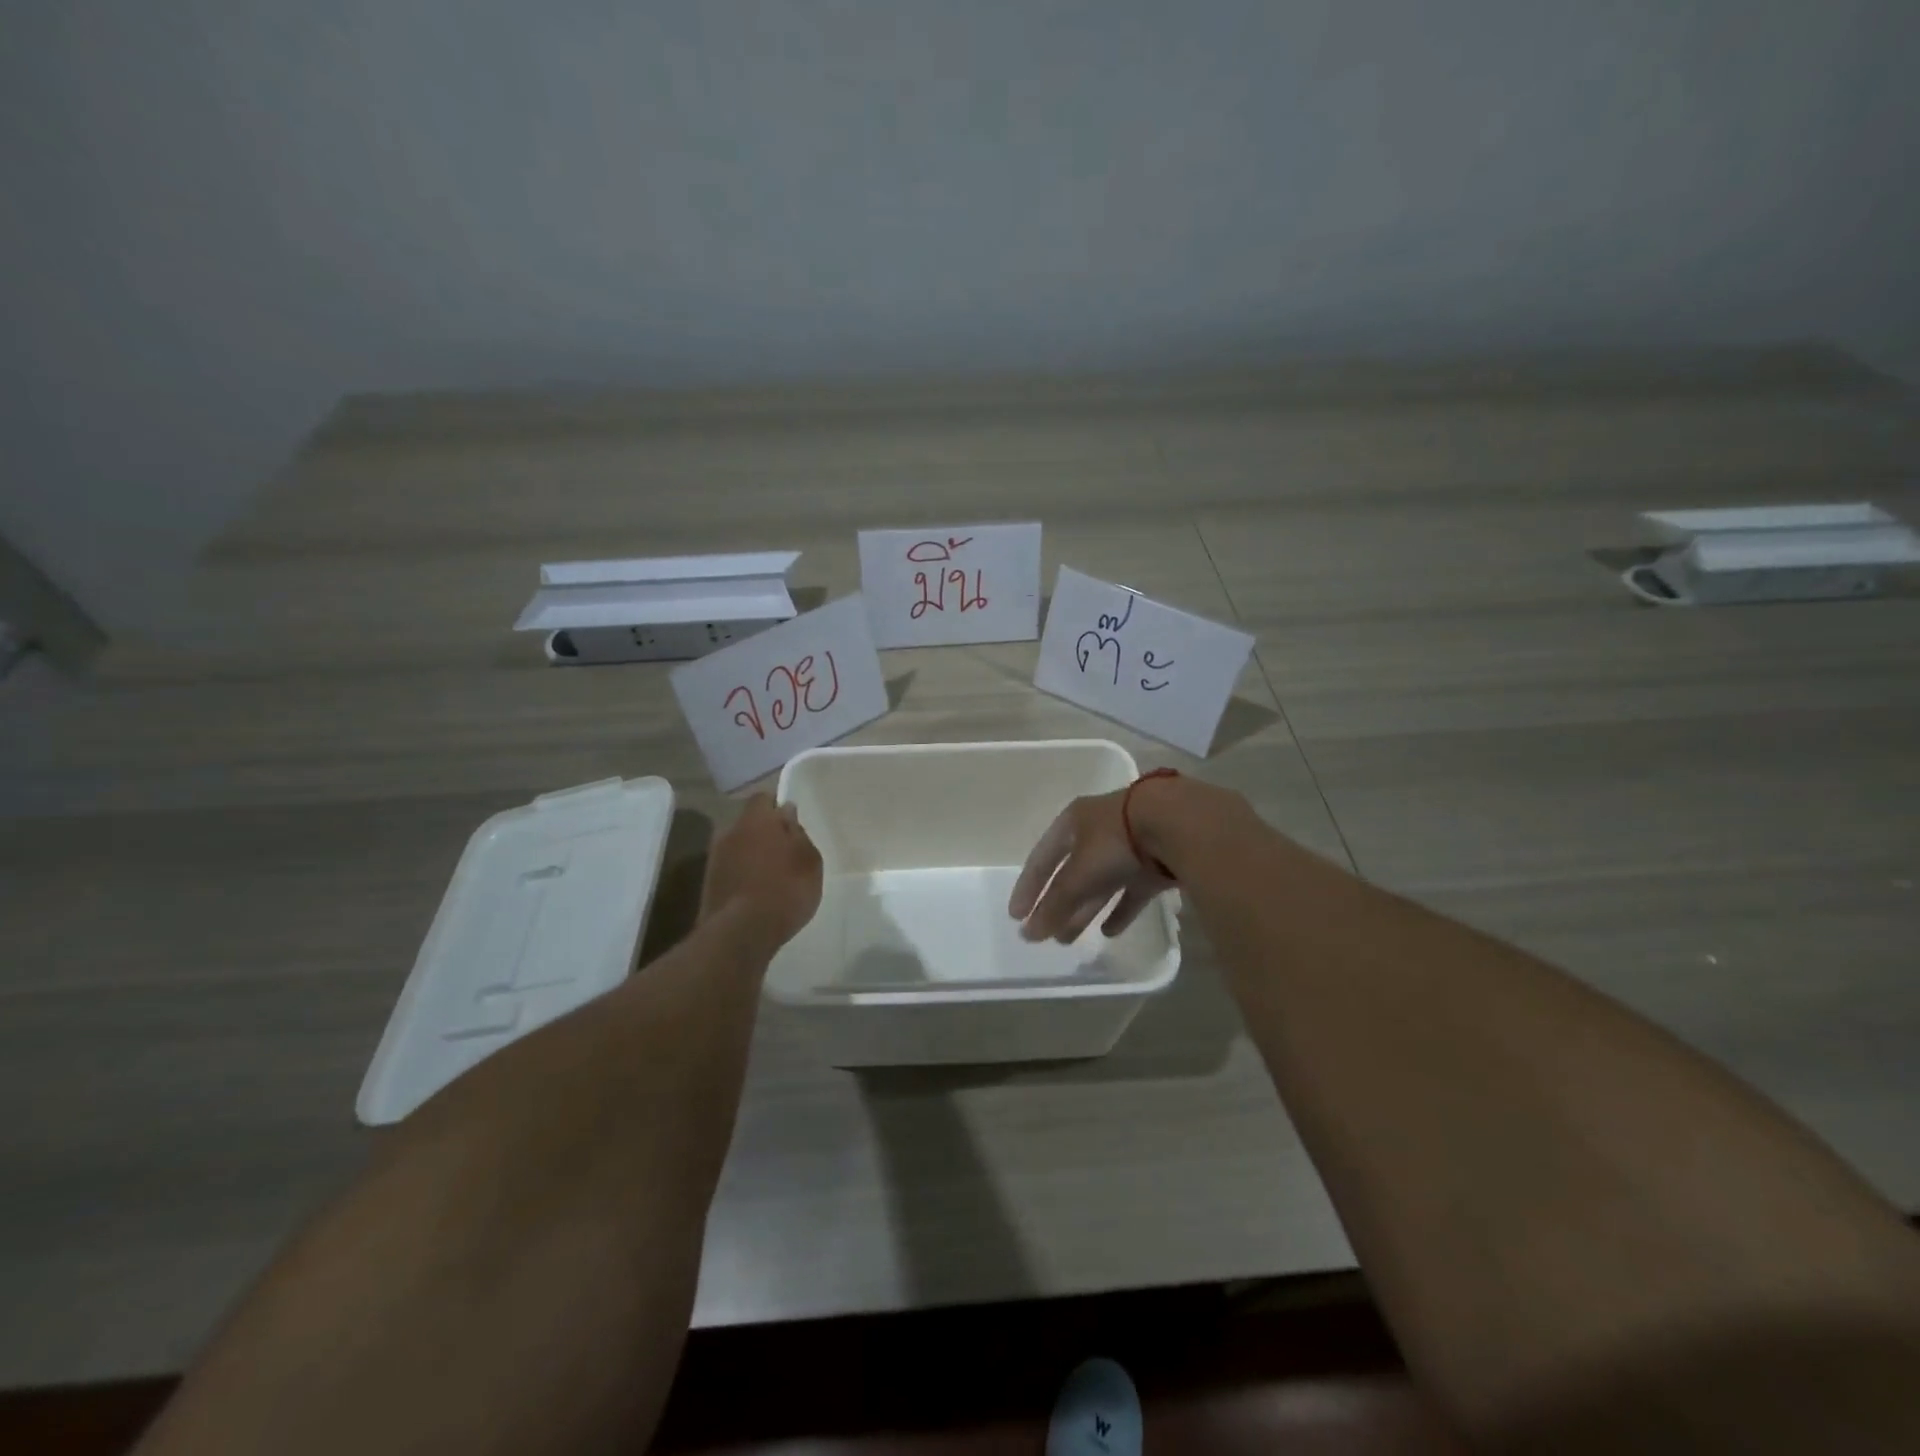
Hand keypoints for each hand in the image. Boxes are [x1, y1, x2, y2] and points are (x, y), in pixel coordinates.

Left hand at [699, 794, 822, 952]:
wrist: (742, 932)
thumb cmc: (786, 888)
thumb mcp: (809, 860)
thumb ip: (798, 833)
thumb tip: (786, 814)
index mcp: (756, 819)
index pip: (763, 798)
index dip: (777, 808)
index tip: (791, 824)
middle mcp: (730, 832)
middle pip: (748, 824)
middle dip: (764, 833)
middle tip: (784, 853)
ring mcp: (714, 859)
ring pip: (738, 848)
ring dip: (751, 856)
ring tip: (770, 877)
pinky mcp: (708, 885)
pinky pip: (730, 870)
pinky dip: (742, 876)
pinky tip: (756, 893)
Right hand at [1008, 786, 1174, 942]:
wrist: (1179, 824)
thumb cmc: (1116, 841)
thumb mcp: (1080, 873)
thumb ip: (1056, 904)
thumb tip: (1029, 933)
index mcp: (1074, 822)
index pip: (1041, 858)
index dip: (1028, 887)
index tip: (1016, 916)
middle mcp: (1098, 830)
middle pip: (1070, 873)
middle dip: (1057, 905)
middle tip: (1045, 935)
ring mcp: (1129, 846)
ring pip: (1099, 883)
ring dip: (1083, 910)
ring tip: (1069, 940)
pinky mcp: (1155, 863)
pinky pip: (1131, 891)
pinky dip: (1119, 910)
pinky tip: (1109, 932)